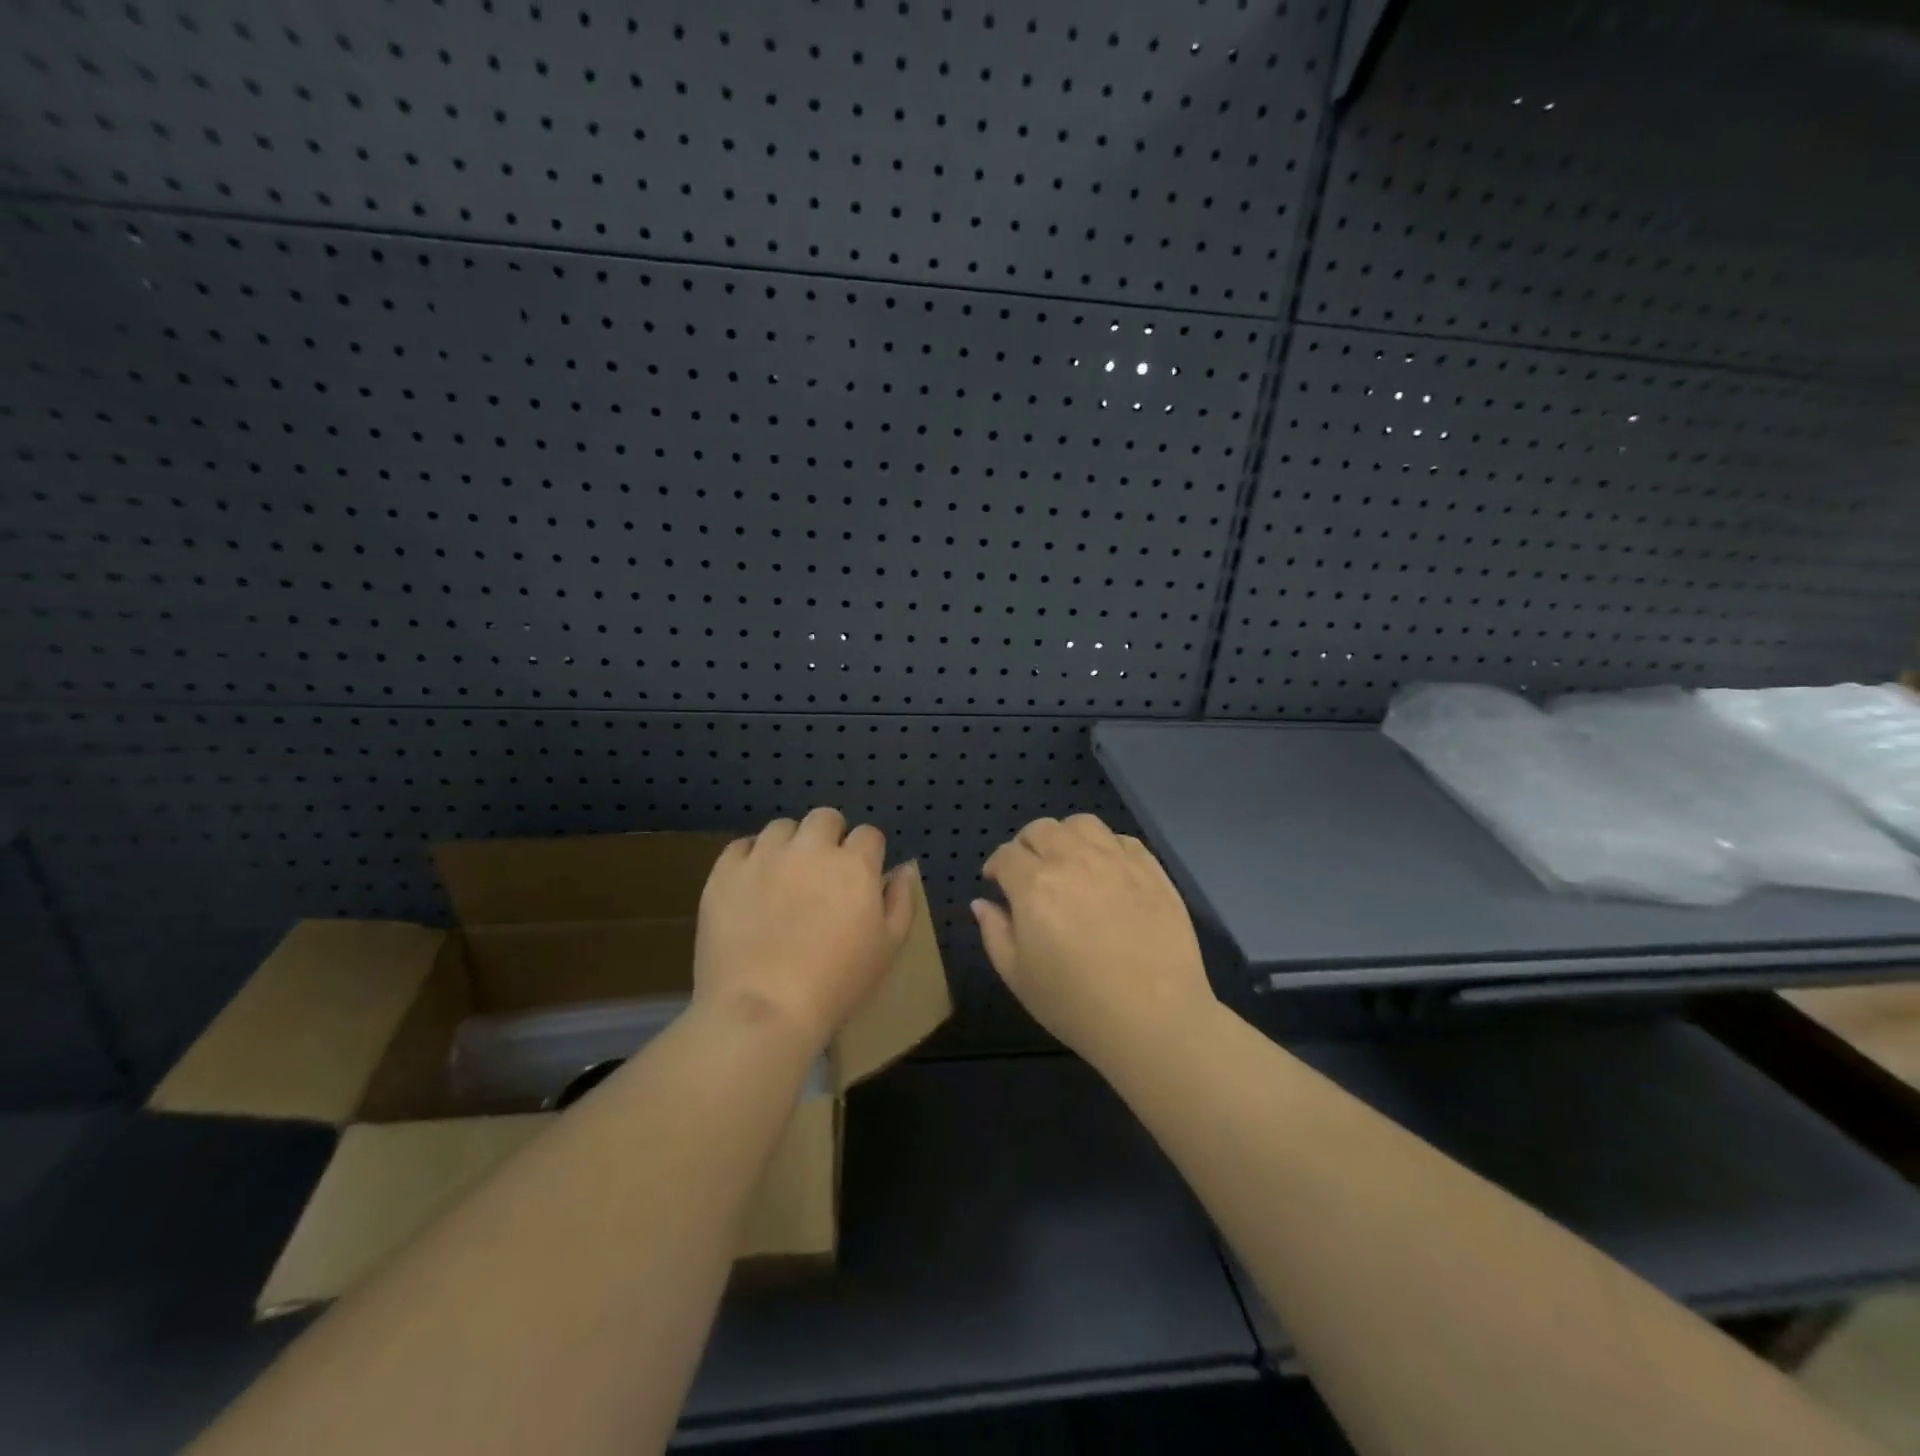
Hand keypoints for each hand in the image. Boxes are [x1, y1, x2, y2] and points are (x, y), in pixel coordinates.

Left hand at [695, 807, 917, 1053]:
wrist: (764, 1010)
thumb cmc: (837, 984)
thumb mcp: (888, 948)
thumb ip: (901, 901)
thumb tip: (904, 868)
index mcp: (854, 865)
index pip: (868, 834)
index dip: (866, 853)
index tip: (860, 878)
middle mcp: (810, 849)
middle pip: (825, 818)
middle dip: (829, 837)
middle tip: (822, 873)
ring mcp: (764, 857)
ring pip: (781, 827)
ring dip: (789, 844)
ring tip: (784, 876)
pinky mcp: (725, 873)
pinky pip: (741, 846)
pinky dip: (750, 858)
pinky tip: (752, 883)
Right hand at [972, 814, 1215, 1072]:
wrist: (1154, 1018)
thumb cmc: (1076, 1004)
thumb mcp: (1018, 977)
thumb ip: (994, 932)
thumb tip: (982, 903)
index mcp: (1034, 885)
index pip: (1006, 854)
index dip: (996, 866)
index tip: (997, 882)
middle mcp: (1073, 860)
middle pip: (1041, 829)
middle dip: (1026, 845)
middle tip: (1029, 871)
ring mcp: (1115, 860)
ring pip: (1082, 824)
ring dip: (1065, 836)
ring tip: (1067, 860)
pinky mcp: (1150, 869)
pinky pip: (1121, 839)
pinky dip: (1105, 846)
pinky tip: (1105, 870)